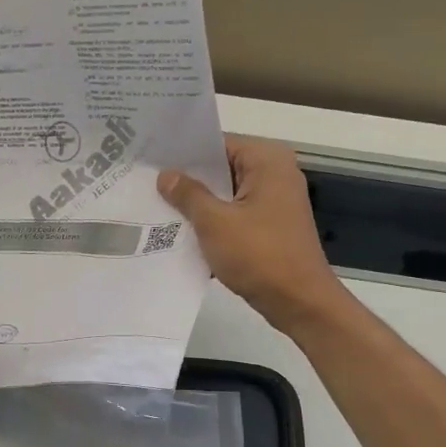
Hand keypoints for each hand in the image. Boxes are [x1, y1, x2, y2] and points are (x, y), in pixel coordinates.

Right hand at [159, 135, 352, 337]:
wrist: (299, 302)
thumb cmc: (259, 255)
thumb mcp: (215, 222)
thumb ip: (188, 194)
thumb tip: (166, 175)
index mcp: (267, 160)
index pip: (218, 144)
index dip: (185, 154)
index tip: (151, 160)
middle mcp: (275, 173)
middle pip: (222, 168)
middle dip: (188, 180)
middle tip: (147, 184)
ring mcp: (275, 202)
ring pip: (227, 195)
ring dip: (199, 205)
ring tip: (157, 207)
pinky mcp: (271, 228)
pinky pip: (235, 216)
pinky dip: (214, 223)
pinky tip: (182, 233)